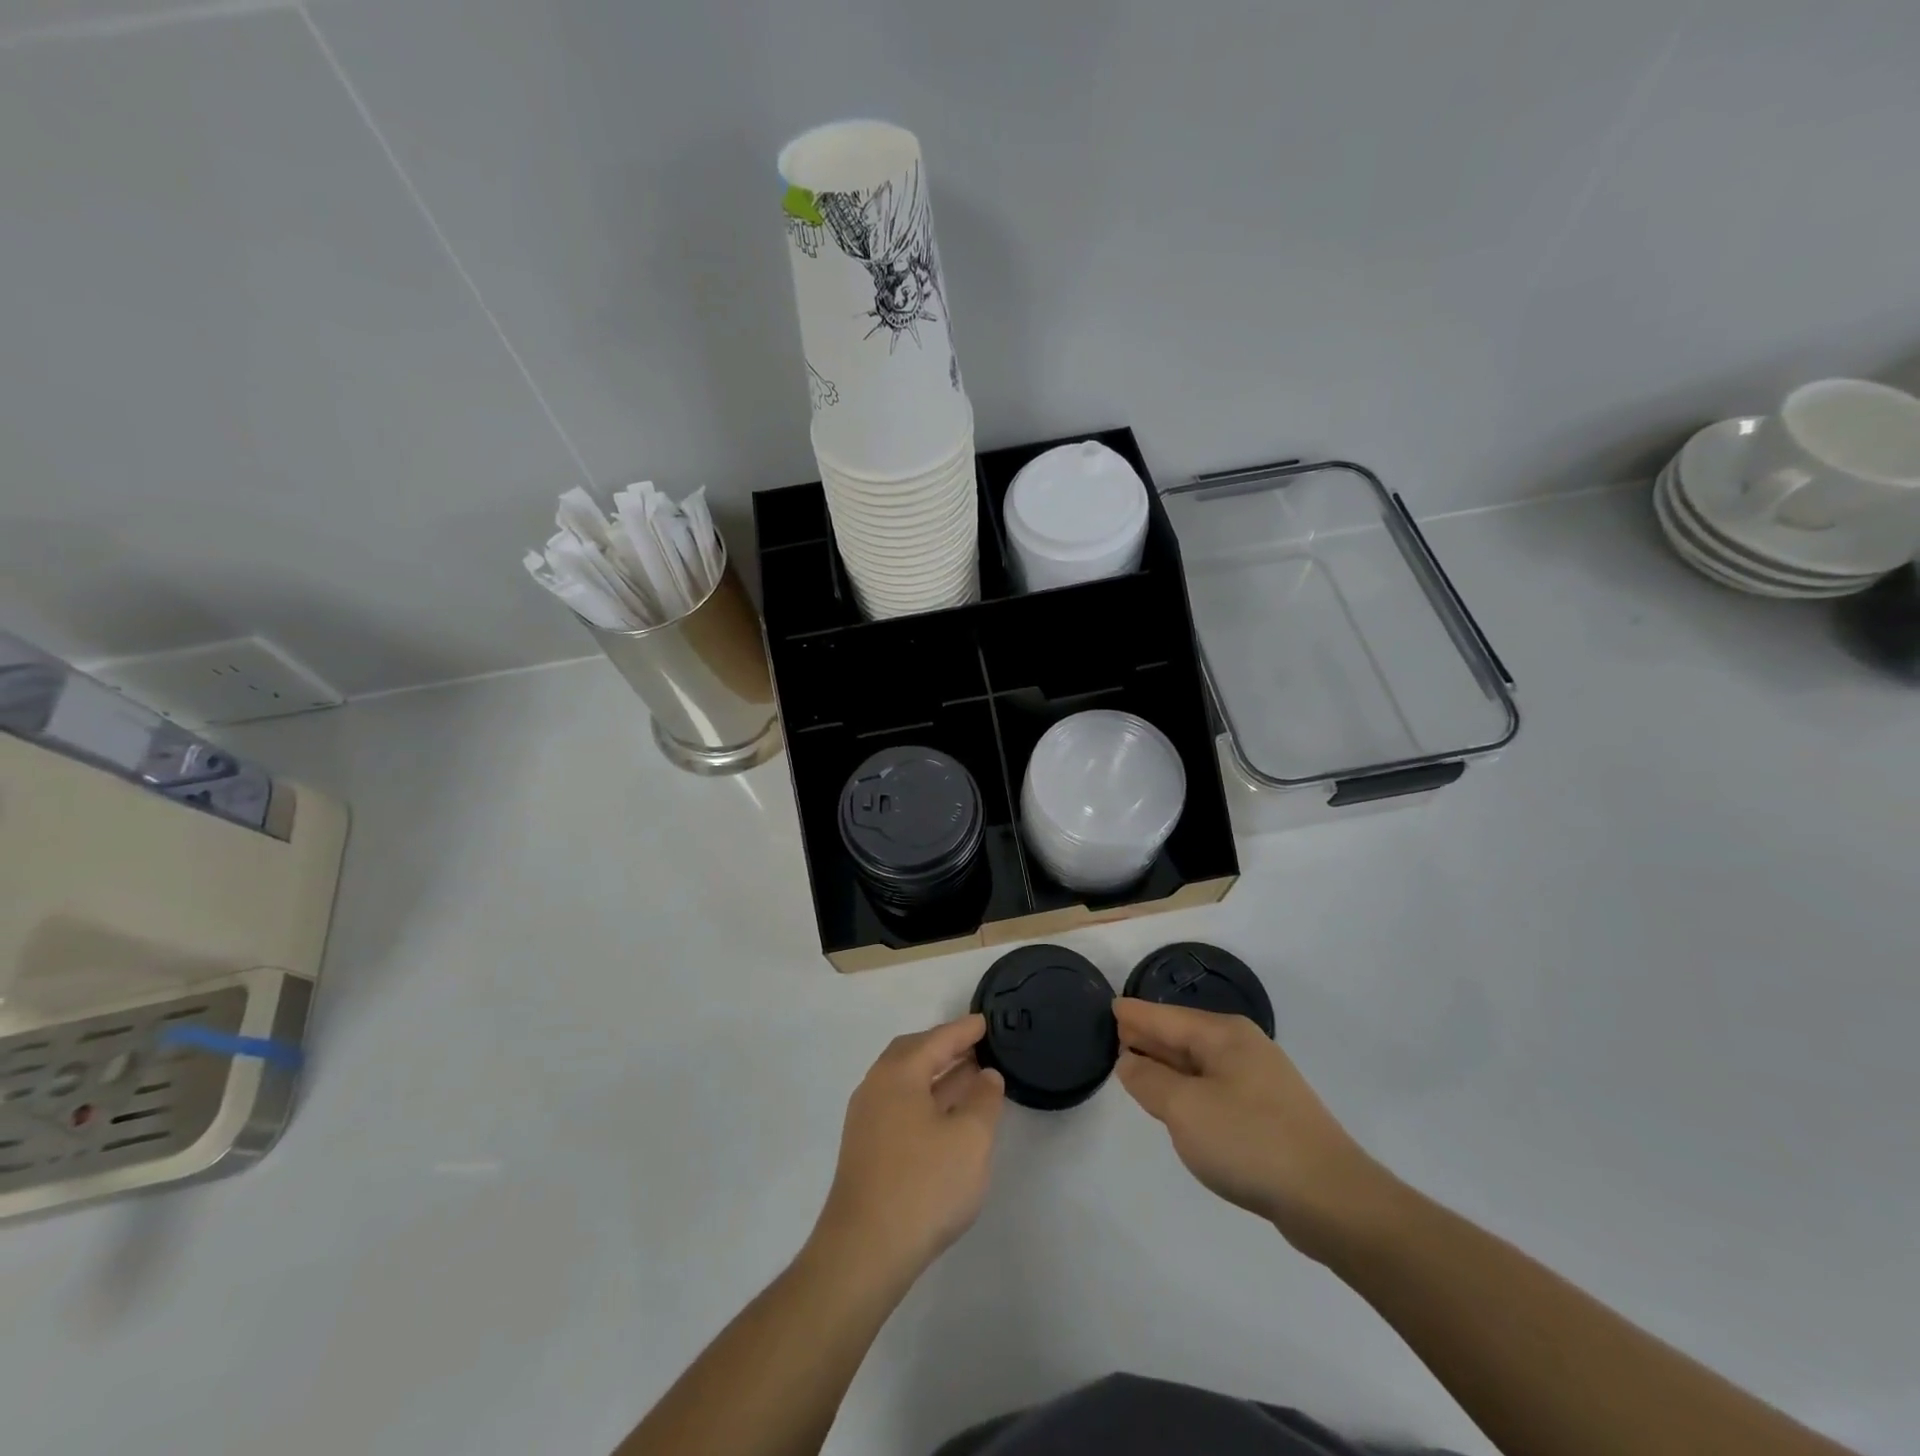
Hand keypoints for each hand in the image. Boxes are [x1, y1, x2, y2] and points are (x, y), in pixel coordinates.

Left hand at [808, 1015, 1004, 1291]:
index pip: (936, 1039)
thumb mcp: (970, 1139)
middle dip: (945, 1048)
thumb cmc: (923, 1186)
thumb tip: (986, 1075)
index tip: (986, 1021)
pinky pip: (901, 1105)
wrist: (864, 1252)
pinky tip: (947, 1118)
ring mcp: (866, 1120)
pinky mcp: (866, 1149)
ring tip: (970, 1078)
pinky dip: (927, 1100)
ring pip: (906, 1082)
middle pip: (913, 1054)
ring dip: (938, 1076)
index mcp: (898, 1074)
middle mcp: (876, 1087)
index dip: (964, 1030)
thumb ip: (983, 1100)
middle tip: (976, 1046)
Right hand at [1114, 997, 1396, 1259]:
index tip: (1109, 1006)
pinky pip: (1215, 1087)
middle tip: (1115, 1036)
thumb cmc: (1249, 1141)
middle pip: (1183, 1035)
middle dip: (1150, 1035)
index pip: (1165, 1017)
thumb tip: (1129, 1060)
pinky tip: (1178, 1103)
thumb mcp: (1184, 1109)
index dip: (1134, 1015)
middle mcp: (1242, 1047)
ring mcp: (1260, 1080)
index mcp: (1222, 1035)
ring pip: (1199, 1063)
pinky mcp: (1269, 1113)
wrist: (1332, 1199)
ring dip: (1168, 1064)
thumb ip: (1149, 1080)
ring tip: (1137, 1065)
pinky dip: (1189, 1088)